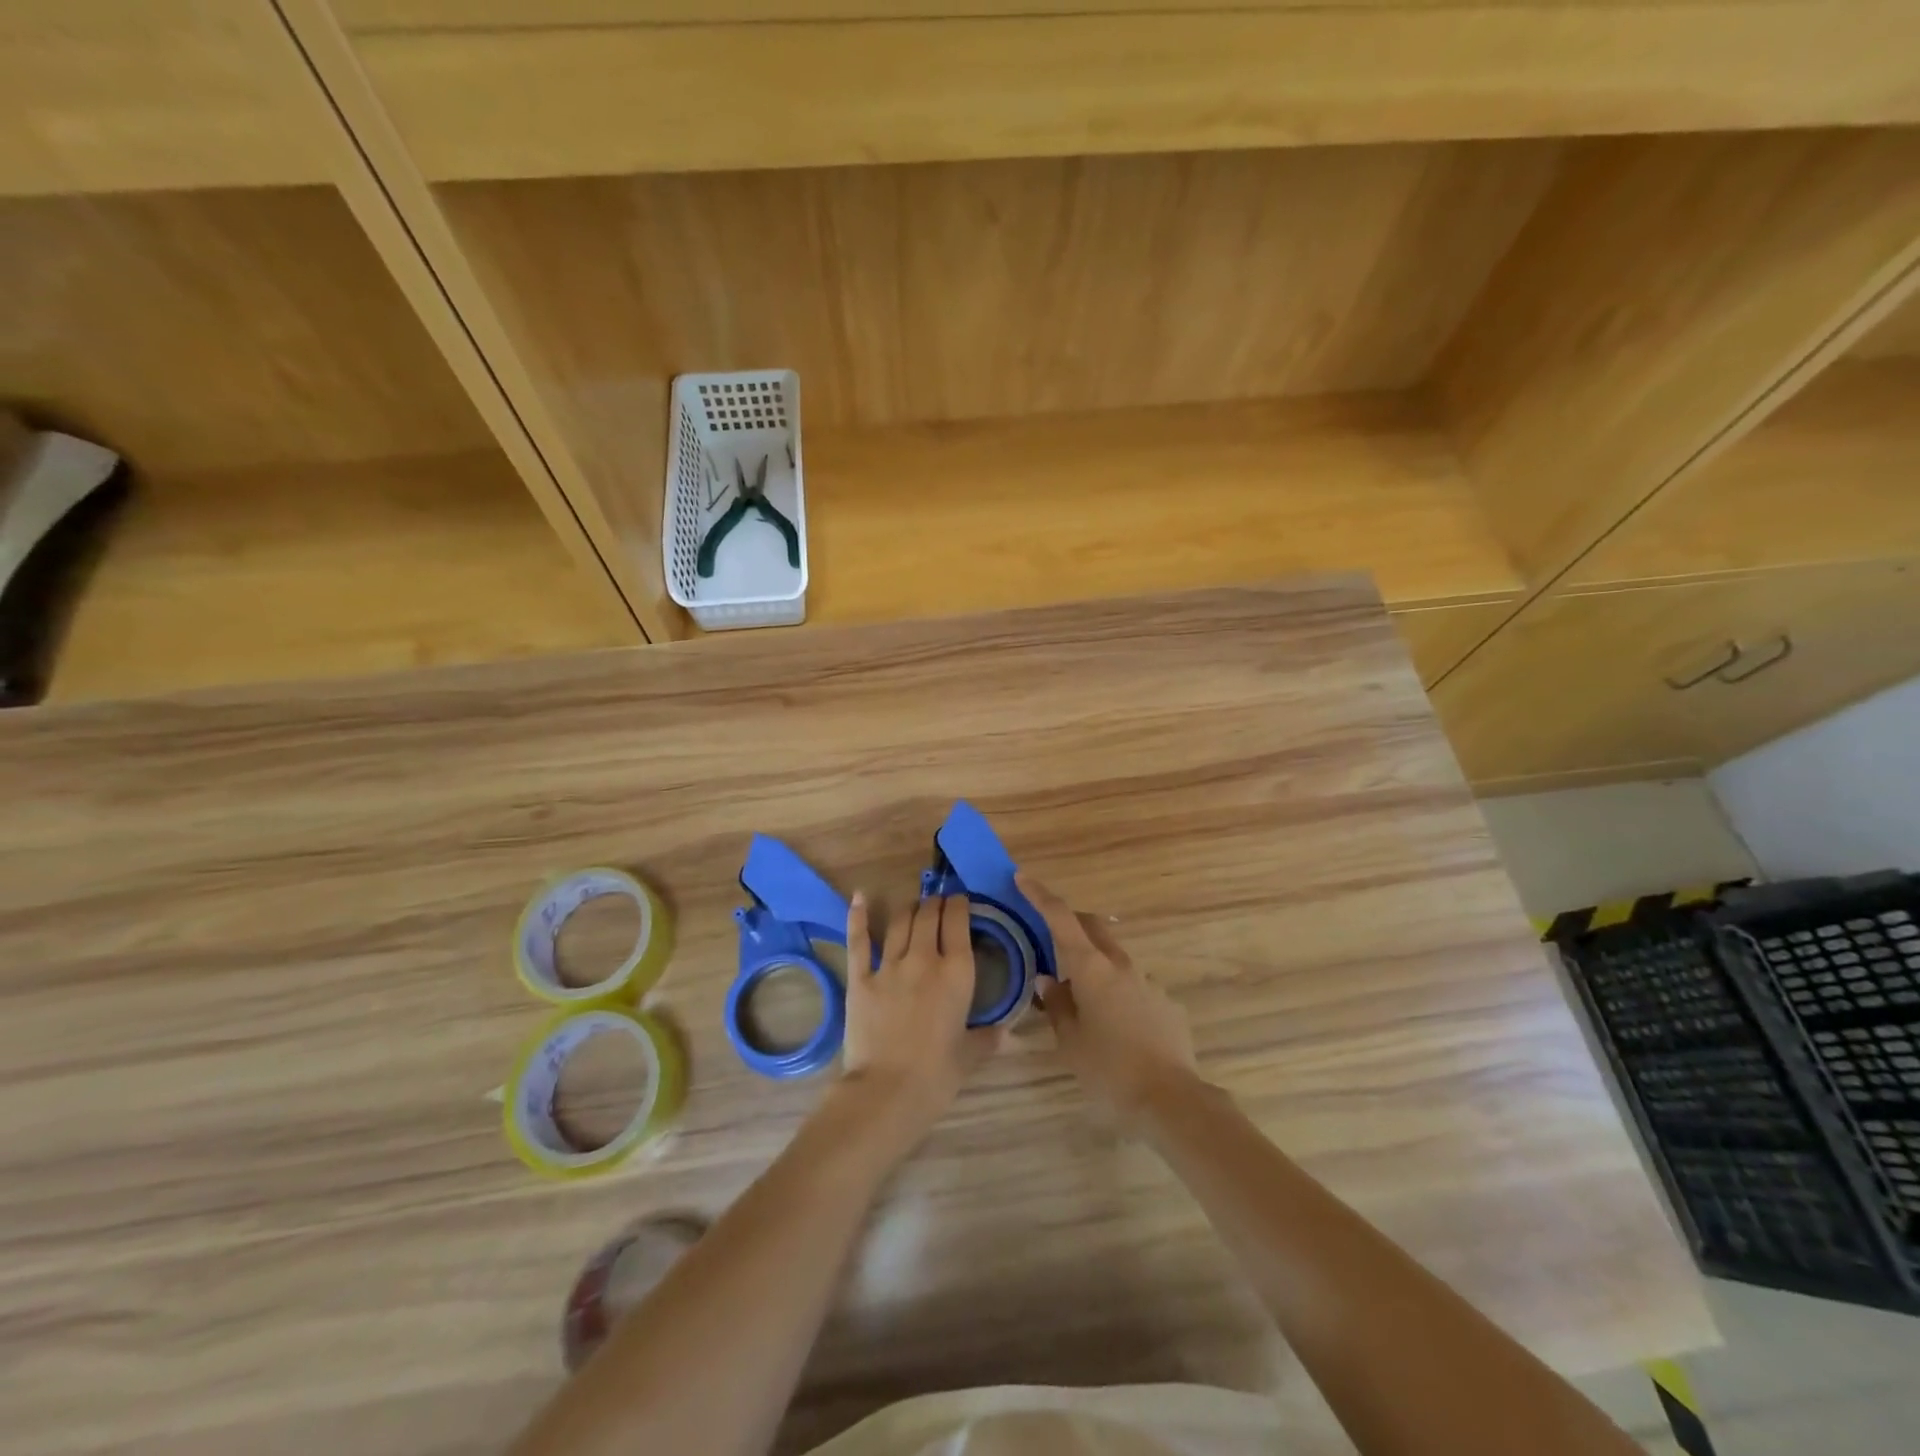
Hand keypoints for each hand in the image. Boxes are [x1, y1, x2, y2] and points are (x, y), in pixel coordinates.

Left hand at [840, 891, 1003, 1153]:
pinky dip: (859, 916)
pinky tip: (859, 897)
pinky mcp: (860, 978)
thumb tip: (1008, 1032)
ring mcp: (889, 966)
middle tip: (938, 902)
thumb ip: (989, 1037)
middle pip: (929, 915)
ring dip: (910, 908)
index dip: (959, 905)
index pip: (958, 922)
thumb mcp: (971, 1055)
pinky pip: (860, 941)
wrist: (887, 1092)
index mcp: (957, 972)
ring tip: (915, 905)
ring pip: (901, 922)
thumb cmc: (937, 1076)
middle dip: (936, 903)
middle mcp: (924, 959)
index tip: (960, 901)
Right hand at [1019, 875, 1199, 1130]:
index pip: (1061, 918)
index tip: (1022, 878)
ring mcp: (1148, 982)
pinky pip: (1134, 986)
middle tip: (1049, 938)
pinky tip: (1115, 1025)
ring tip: (1080, 996)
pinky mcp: (1166, 1003)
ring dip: (1094, 963)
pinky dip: (1117, 991)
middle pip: (1092, 927)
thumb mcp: (1070, 1042)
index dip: (1040, 895)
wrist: (1172, 1100)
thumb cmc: (1110, 1070)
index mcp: (1092, 968)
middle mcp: (1121, 965)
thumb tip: (1050, 982)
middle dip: (1070, 923)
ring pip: (1114, 958)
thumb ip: (1057, 1006)